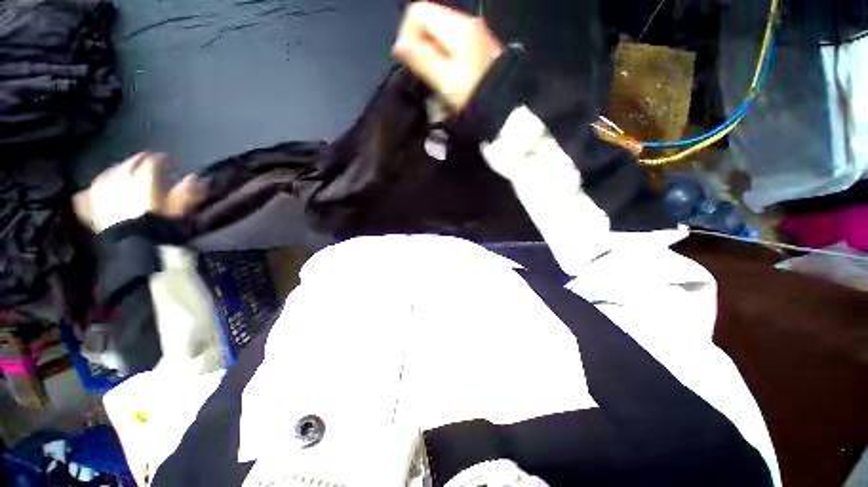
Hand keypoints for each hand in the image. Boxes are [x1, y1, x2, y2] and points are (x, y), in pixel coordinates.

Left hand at [74, 152, 203, 231]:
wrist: (133, 248)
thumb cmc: (160, 227)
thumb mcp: (180, 210)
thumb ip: (187, 193)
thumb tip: (195, 177)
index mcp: (144, 179)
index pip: (153, 162)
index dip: (164, 160)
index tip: (173, 162)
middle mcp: (121, 181)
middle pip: (129, 164)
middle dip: (140, 160)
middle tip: (149, 161)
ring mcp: (103, 193)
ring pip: (108, 174)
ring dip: (117, 170)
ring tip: (124, 172)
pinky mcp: (92, 209)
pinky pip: (86, 195)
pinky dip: (91, 191)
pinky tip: (90, 191)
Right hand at [393, 1, 503, 112]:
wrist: (500, 106)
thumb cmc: (472, 95)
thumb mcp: (443, 79)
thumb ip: (420, 58)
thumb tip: (399, 46)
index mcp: (456, 26)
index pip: (417, 11)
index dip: (407, 34)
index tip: (409, 60)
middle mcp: (465, 23)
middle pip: (428, 21)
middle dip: (419, 45)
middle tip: (423, 72)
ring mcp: (472, 33)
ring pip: (438, 33)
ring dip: (430, 52)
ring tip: (434, 76)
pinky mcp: (475, 45)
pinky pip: (450, 42)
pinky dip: (442, 55)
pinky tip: (445, 74)